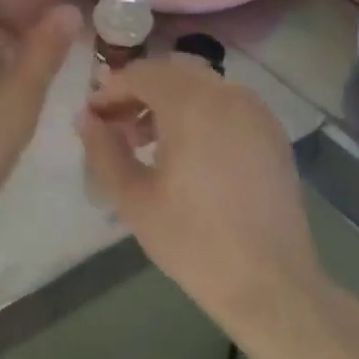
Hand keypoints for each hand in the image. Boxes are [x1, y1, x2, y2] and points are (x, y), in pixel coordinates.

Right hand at [80, 57, 325, 335]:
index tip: (91, 115)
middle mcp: (226, 94)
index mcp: (191, 103)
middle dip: (138, 91)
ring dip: (168, 99)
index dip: (110, 90)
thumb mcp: (133, 197)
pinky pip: (225, 103)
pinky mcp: (271, 132)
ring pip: (199, 85)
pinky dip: (199, 110)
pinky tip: (186, 149)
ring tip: (145, 140)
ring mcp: (254, 111)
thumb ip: (103, 149)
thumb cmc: (194, 241)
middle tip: (115, 125)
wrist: (272, 286)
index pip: (140, 74)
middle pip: (170, 73)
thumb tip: (86, 118)